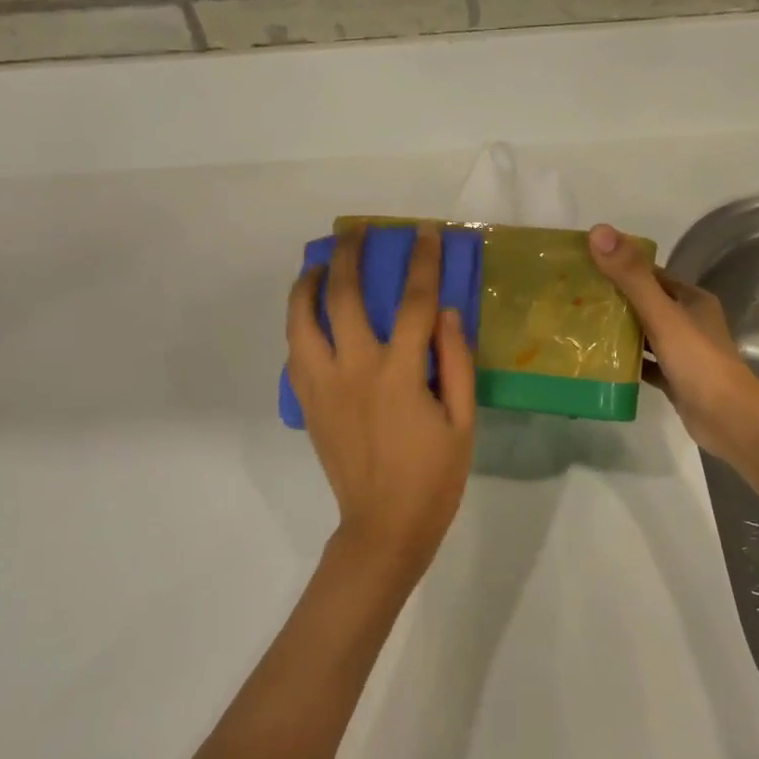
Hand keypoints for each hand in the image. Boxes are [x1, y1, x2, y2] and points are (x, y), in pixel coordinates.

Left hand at [287, 226, 476, 580]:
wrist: (383, 526)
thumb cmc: (434, 476)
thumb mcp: (464, 421)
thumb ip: (456, 361)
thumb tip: (445, 311)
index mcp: (399, 373)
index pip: (414, 301)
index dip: (422, 261)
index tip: (424, 232)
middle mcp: (354, 369)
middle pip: (343, 295)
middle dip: (349, 255)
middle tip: (355, 232)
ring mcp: (322, 385)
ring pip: (301, 319)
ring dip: (307, 284)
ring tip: (317, 264)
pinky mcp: (307, 403)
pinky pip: (294, 351)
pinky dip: (298, 323)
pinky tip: (309, 315)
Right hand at [588, 224, 758, 460]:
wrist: (730, 421)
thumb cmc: (698, 362)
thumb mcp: (662, 315)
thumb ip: (631, 277)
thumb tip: (599, 231)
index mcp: (690, 298)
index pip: (649, 274)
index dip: (617, 266)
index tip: (581, 266)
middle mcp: (688, 320)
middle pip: (644, 302)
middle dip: (611, 299)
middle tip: (571, 297)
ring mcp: (682, 351)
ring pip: (643, 333)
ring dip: (617, 330)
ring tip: (577, 326)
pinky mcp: (674, 378)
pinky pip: (644, 362)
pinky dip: (625, 360)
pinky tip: (599, 361)